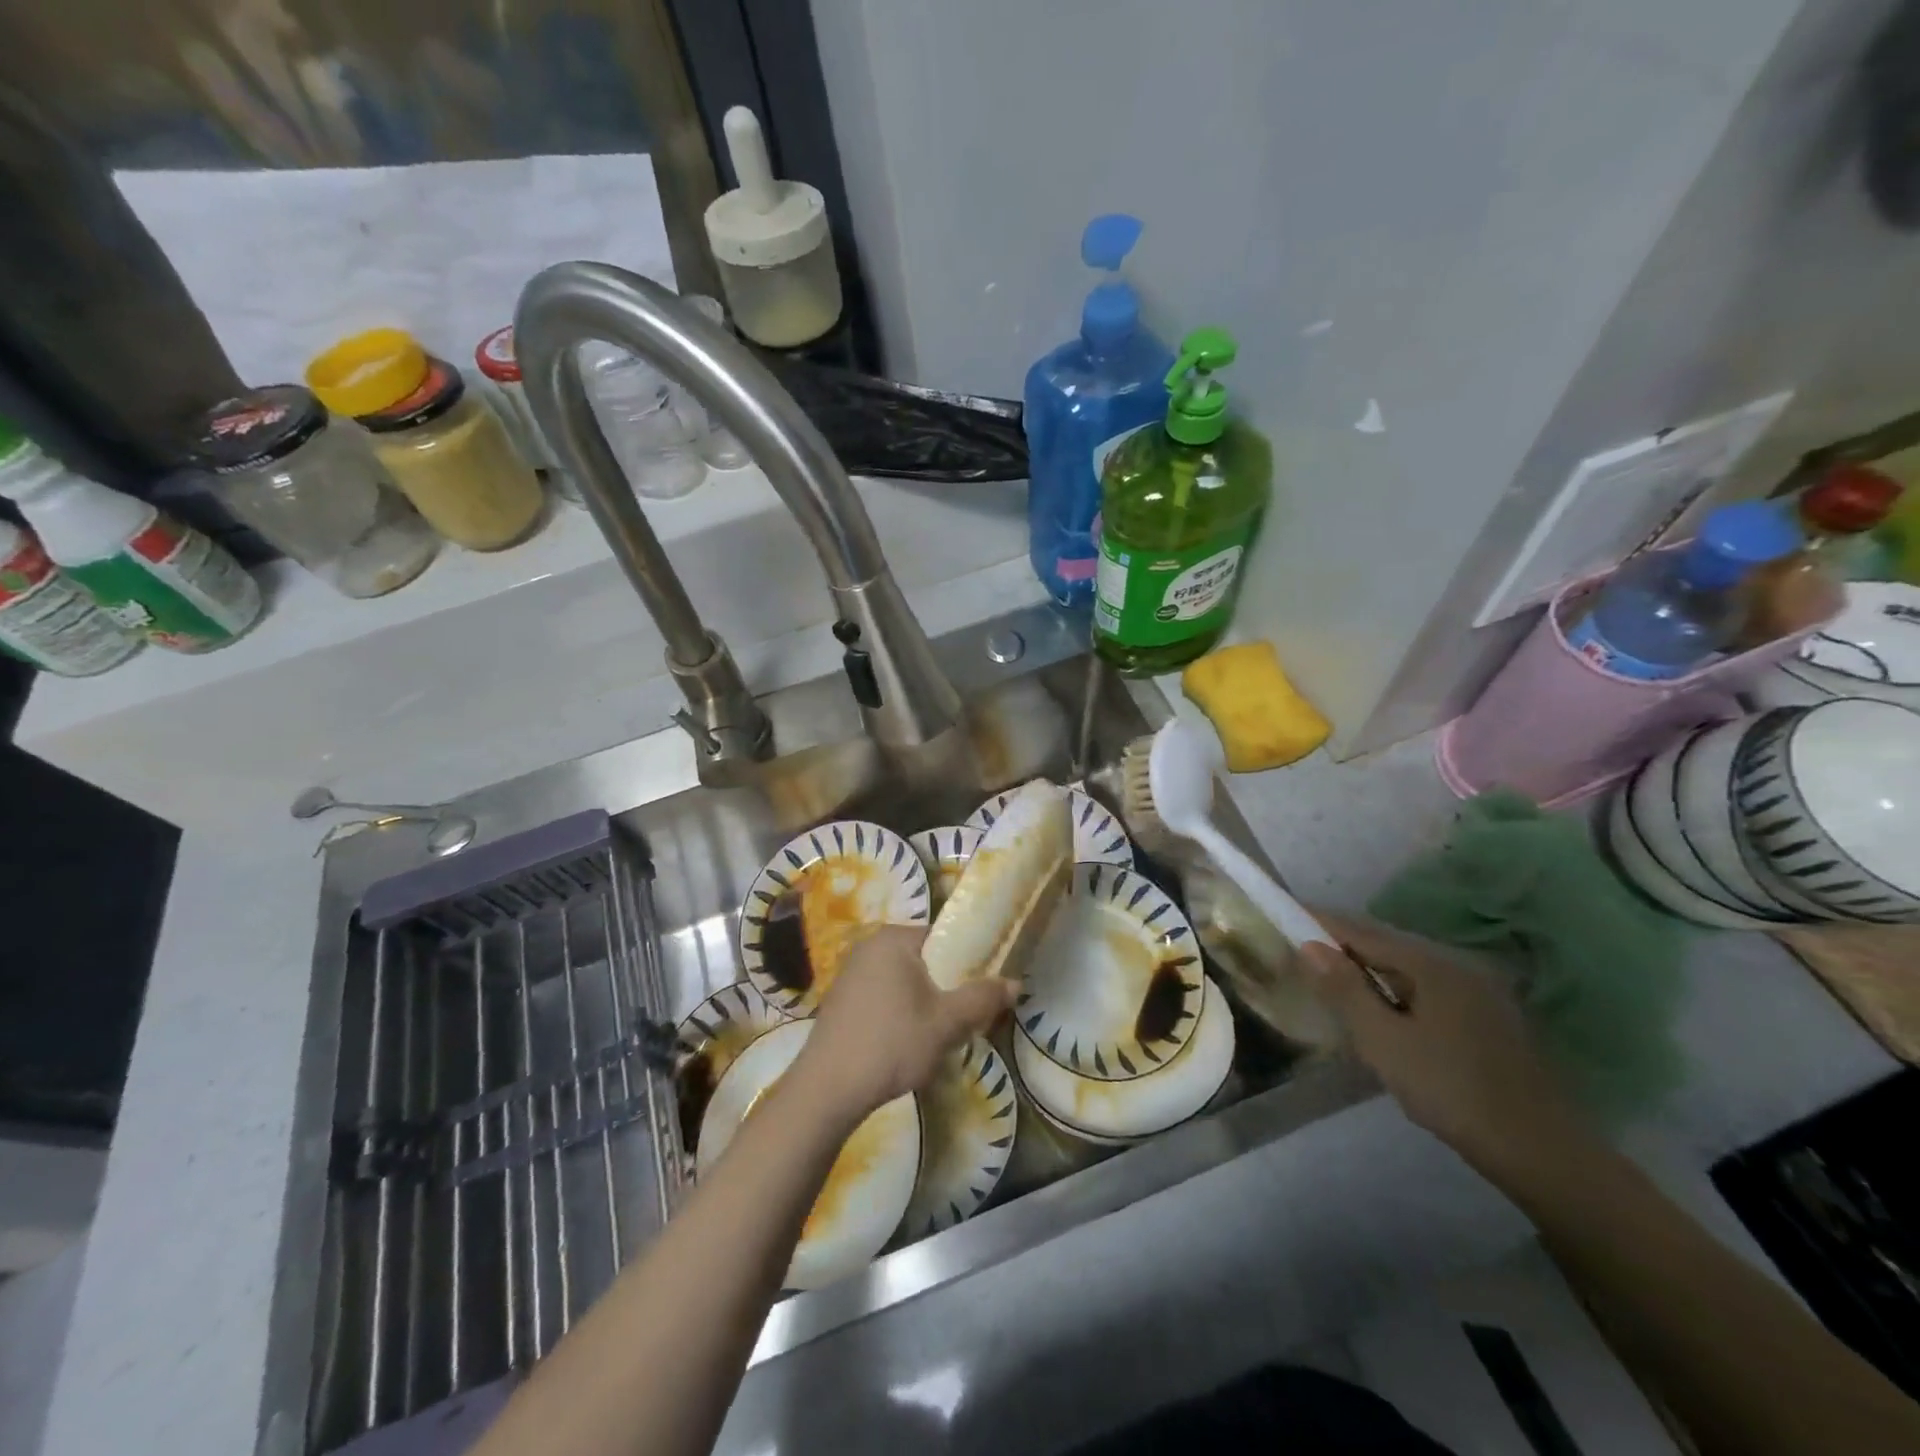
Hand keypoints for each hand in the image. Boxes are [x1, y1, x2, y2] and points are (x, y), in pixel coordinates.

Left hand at [792, 925, 1016, 1122]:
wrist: (827, 1090)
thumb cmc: (891, 1044)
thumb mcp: (946, 1023)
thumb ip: (982, 998)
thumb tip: (1015, 983)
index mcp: (894, 939)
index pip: (945, 936)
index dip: (970, 960)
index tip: (984, 988)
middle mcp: (870, 946)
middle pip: (925, 958)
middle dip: (948, 985)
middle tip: (966, 1016)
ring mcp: (851, 972)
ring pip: (905, 980)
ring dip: (926, 1002)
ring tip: (940, 1033)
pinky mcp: (842, 999)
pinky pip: (885, 995)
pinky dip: (901, 1011)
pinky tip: (907, 1042)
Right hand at [1300, 910, 1591, 1180]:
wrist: (1542, 1152)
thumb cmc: (1452, 1090)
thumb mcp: (1384, 1042)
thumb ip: (1345, 990)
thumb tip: (1310, 945)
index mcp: (1430, 964)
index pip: (1361, 931)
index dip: (1320, 923)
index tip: (1284, 916)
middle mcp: (1456, 965)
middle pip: (1385, 945)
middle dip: (1341, 946)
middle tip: (1300, 953)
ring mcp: (1477, 991)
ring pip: (1407, 968)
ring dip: (1367, 970)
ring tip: (1332, 983)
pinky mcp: (1487, 1017)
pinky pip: (1426, 988)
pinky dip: (1394, 990)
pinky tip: (1382, 1013)